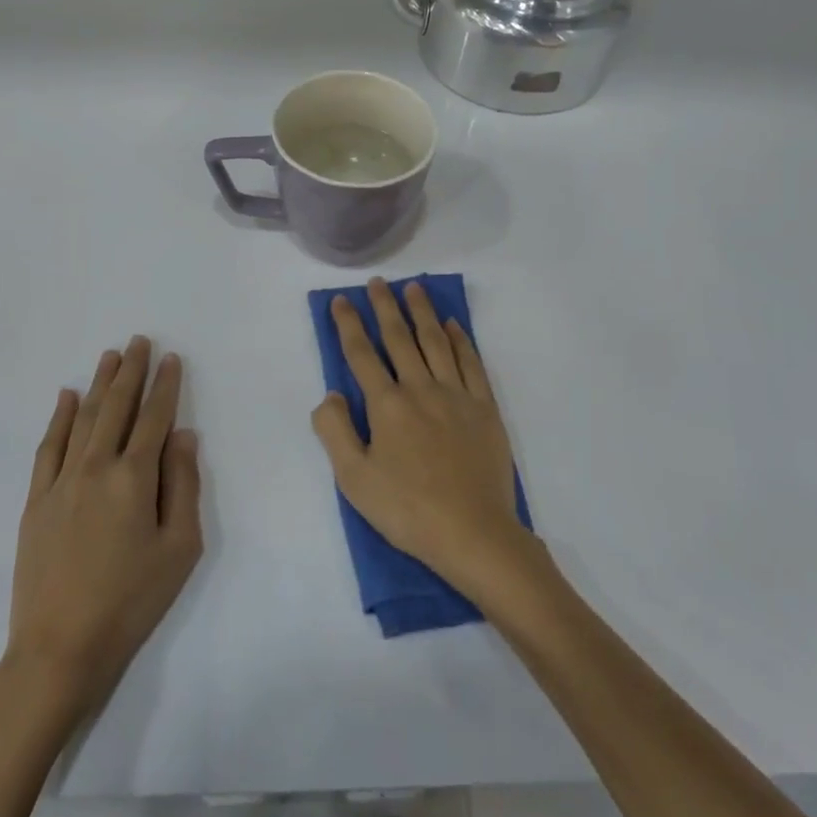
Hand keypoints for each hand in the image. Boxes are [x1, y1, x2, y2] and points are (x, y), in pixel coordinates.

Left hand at [6, 337, 202, 717]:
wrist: (60, 647)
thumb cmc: (132, 600)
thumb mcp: (180, 548)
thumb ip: (183, 485)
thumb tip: (183, 435)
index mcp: (134, 478)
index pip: (154, 418)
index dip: (165, 386)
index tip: (172, 358)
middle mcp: (96, 467)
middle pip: (117, 408)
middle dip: (131, 372)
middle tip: (139, 341)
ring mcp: (61, 482)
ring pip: (83, 419)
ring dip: (99, 384)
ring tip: (110, 356)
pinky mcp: (35, 501)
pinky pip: (48, 448)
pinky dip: (59, 419)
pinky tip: (66, 397)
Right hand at [312, 278, 529, 599]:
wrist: (473, 532)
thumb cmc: (407, 510)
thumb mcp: (354, 479)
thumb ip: (335, 431)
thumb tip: (331, 394)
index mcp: (386, 405)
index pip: (361, 354)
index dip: (349, 324)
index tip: (342, 300)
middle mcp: (420, 388)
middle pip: (400, 338)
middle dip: (385, 307)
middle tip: (378, 283)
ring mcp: (456, 395)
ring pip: (436, 342)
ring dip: (422, 313)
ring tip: (414, 289)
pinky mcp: (484, 407)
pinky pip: (470, 363)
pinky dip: (460, 340)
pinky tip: (453, 325)